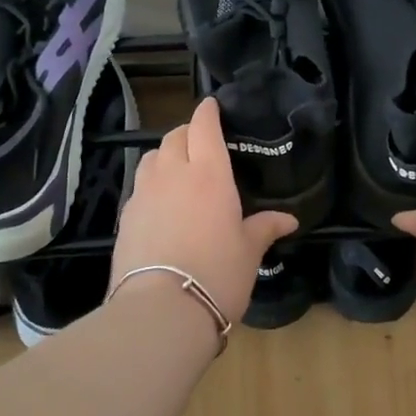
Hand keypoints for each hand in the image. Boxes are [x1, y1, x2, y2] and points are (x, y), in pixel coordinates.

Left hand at [112, 97, 297, 324]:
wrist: (161, 310)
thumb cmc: (217, 273)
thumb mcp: (249, 251)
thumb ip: (265, 228)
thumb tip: (289, 219)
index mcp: (209, 174)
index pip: (204, 127)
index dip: (207, 112)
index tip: (212, 105)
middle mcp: (173, 174)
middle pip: (175, 137)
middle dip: (187, 132)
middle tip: (200, 141)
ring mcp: (144, 194)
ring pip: (152, 158)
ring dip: (166, 155)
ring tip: (178, 168)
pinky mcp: (126, 217)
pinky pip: (140, 187)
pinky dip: (151, 184)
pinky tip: (161, 203)